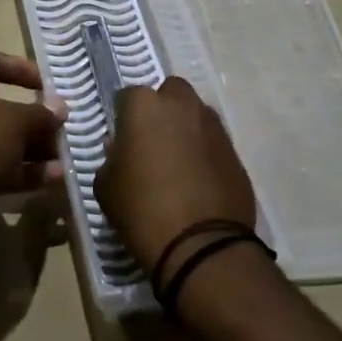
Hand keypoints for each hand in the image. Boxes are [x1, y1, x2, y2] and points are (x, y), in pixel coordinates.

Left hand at [0, 52, 65, 248]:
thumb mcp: (15, 123)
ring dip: (29, 148)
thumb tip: (59, 108)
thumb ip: (41, 114)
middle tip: (58, 129)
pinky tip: (51, 180)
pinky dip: (16, 170)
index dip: (22, 69)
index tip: (49, 86)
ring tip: (62, 160)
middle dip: (31, 119)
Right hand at [96, 77, 256, 275]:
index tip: (122, 141)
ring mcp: (213, 126)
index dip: (123, 117)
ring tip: (178, 162)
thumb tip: (121, 149)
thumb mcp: (106, 186)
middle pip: (169, 93)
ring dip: (185, 128)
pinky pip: (214, 141)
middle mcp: (181, 104)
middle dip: (161, 110)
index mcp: (144, 105)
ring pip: (195, 114)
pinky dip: (205, 152)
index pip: (127, 96)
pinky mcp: (235, 151)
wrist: (201, 248)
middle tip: (152, 142)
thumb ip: (111, 157)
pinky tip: (198, 180)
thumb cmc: (142, 210)